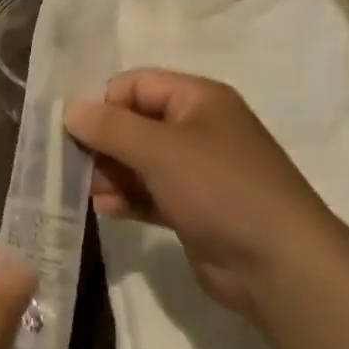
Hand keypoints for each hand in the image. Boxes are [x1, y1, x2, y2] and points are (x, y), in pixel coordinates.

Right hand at [64, 71, 345, 312]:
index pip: (136, 85)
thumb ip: (110, 127)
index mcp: (199, 99)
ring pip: (139, 161)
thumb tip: (71, 109)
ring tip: (92, 192)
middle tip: (74, 165)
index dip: (103, 102)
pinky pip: (150, 193)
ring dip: (111, 173)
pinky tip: (107, 209)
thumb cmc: (219, 189)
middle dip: (103, 142)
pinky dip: (128, 197)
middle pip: (135, 123)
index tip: (73, 130)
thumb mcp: (159, 150)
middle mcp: (198, 129)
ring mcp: (196, 171)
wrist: (278, 264)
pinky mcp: (193, 209)